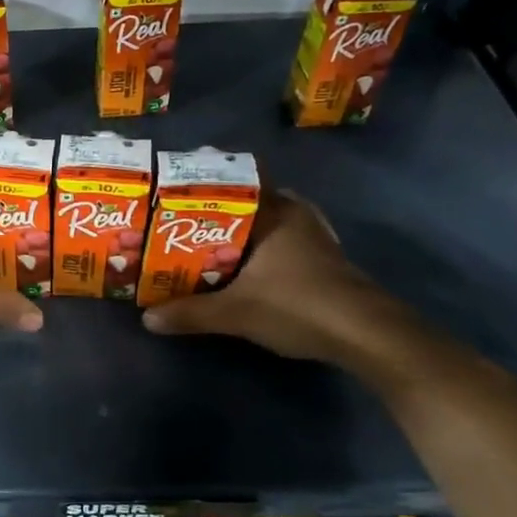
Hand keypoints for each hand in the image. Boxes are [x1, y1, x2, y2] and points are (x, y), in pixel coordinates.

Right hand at [140, 191, 389, 361]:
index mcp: (274, 212)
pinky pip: (283, 241)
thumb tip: (147, 318)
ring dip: (243, 230)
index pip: (236, 180)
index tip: (175, 189)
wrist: (368, 335)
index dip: (205, 182)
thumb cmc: (298, 306)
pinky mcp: (326, 260)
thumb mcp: (236, 312)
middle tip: (183, 221)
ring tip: (208, 241)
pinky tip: (247, 266)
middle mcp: (296, 215)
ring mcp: (315, 237)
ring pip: (269, 222)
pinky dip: (263, 248)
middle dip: (218, 210)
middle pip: (250, 201)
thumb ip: (191, 312)